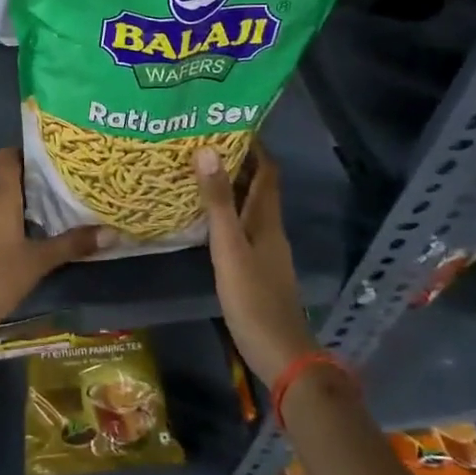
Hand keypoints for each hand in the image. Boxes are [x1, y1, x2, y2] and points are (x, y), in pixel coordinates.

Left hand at [0, 149, 112, 332]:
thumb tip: (111, 232)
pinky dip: (14, 220)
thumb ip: (73, 244)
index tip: (54, 155)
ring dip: (25, 201)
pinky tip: (35, 233)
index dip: (28, 151)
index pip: (8, 156)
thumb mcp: (40, 260)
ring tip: (57, 205)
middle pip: (8, 177)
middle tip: (66, 181)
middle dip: (34, 178)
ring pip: (2, 200)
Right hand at [195, 145, 318, 387]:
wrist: (278, 351)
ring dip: (228, 188)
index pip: (267, 171)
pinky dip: (225, 214)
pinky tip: (202, 218)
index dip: (254, 146)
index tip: (229, 123)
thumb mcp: (229, 247)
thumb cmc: (253, 297)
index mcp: (267, 219)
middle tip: (202, 143)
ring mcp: (264, 249)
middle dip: (236, 163)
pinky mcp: (256, 267)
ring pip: (248, 207)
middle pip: (257, 186)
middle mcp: (269, 228)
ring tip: (197, 172)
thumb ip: (217, 202)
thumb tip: (207, 150)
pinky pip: (240, 227)